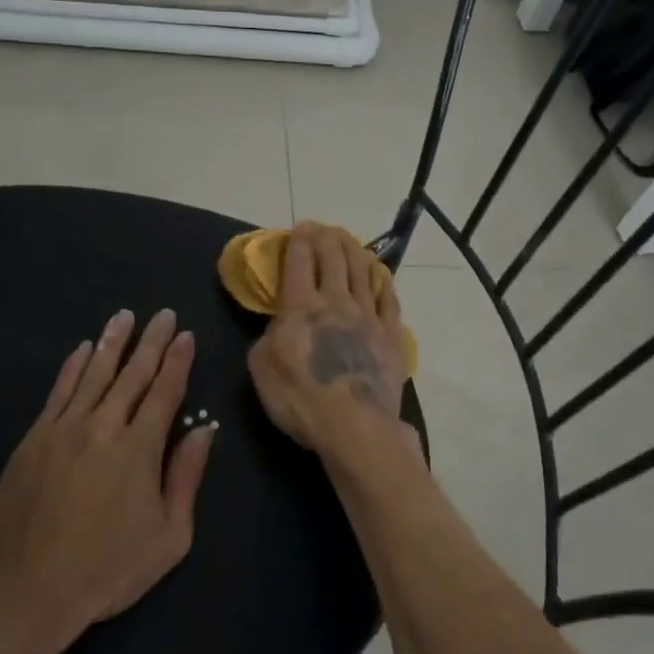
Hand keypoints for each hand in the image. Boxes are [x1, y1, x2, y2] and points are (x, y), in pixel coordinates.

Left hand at [0, 308, 217, 653]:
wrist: (25, 592)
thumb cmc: (106, 570)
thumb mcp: (168, 536)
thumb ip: (187, 477)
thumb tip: (205, 430)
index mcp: (140, 448)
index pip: (164, 391)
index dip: (178, 361)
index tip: (186, 336)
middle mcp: (104, 426)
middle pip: (133, 373)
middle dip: (152, 341)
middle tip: (164, 314)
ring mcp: (65, 429)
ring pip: (95, 373)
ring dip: (113, 341)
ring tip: (126, 315)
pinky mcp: (34, 439)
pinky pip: (59, 391)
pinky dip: (73, 366)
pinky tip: (83, 348)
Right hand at [248, 224, 416, 463]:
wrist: (355, 425)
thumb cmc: (301, 399)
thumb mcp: (262, 369)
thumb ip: (266, 337)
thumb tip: (278, 322)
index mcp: (301, 306)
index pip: (300, 261)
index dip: (299, 240)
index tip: (300, 228)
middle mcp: (337, 300)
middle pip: (334, 257)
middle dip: (326, 237)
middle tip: (322, 228)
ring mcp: (368, 315)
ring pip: (362, 271)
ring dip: (354, 250)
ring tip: (349, 240)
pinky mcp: (391, 334)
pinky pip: (388, 299)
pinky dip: (382, 282)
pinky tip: (380, 275)